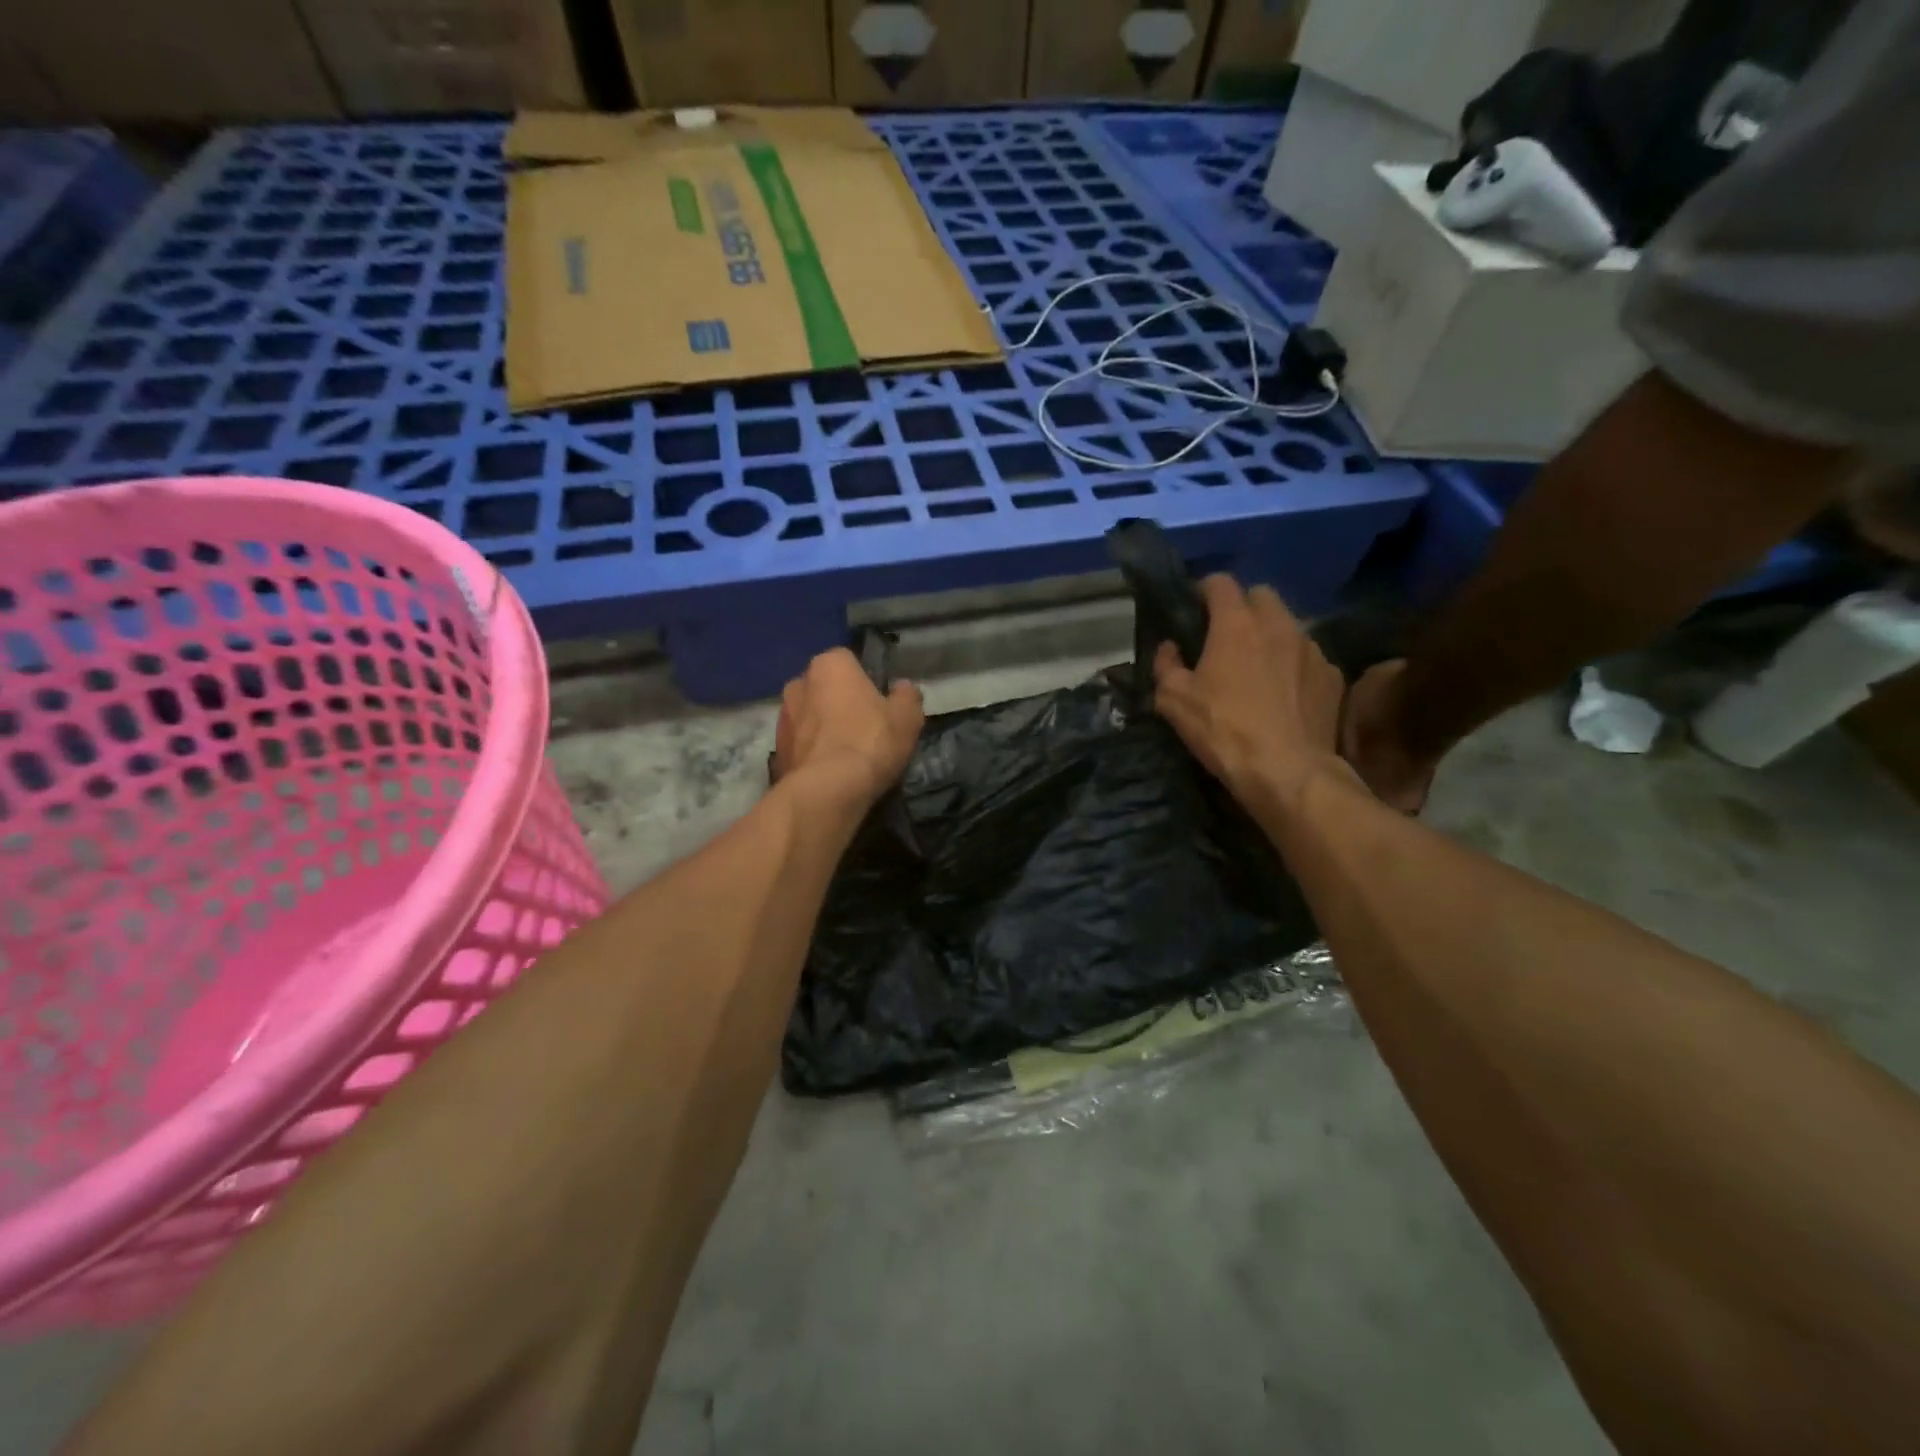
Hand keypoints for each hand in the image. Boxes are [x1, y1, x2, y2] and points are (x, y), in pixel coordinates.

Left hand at [774, 647, 923, 804]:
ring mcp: (782, 718)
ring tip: (846, 755)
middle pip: (824, 688)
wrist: (827, 791)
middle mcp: (798, 683)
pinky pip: (800, 745)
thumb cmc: (870, 742)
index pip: (848, 661)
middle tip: (863, 728)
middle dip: (839, 702)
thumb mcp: (907, 718)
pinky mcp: (775, 751)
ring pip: (809, 717)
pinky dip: (812, 754)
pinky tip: (829, 773)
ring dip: (823, 729)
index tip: (878, 703)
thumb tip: (903, 689)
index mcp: (829, 665)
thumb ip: (906, 696)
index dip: (865, 681)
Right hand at [1153, 576, 1352, 810]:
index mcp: (1236, 624)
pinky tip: (1284, 693)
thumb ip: (1166, 666)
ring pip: (1287, 625)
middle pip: (1260, 595)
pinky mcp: (1332, 674)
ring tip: (1258, 666)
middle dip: (1242, 607)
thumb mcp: (1174, 701)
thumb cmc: (1224, 730)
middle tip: (1226, 636)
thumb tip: (1169, 648)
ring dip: (1270, 635)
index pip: (1220, 582)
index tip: (1193, 608)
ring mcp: (1311, 648)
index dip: (1203, 590)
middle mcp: (1278, 624)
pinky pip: (1308, 656)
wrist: (1288, 771)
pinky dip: (1293, 665)